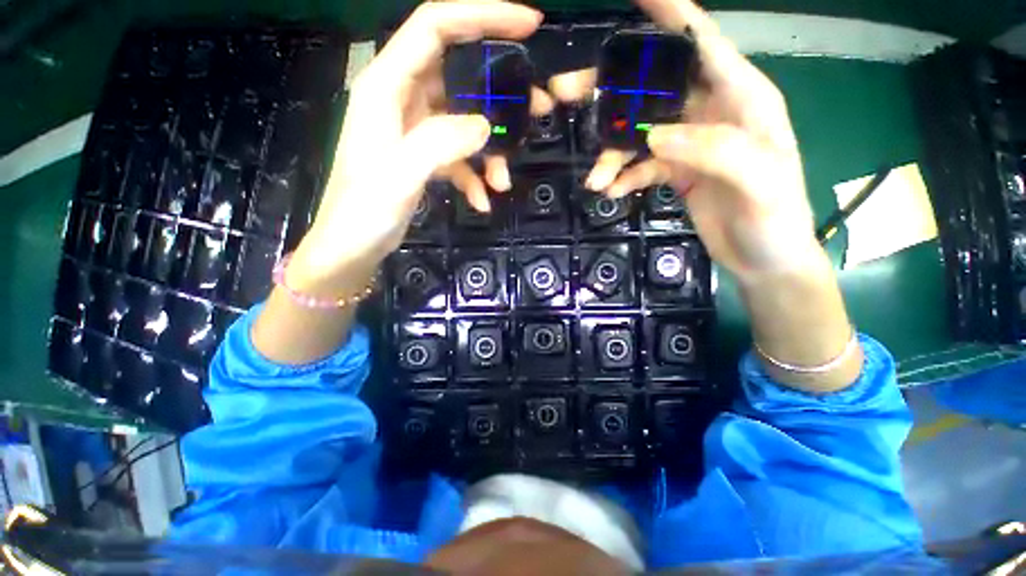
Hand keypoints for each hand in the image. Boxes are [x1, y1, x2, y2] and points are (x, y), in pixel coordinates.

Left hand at [252, 1, 542, 364]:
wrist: (351, 248)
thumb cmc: (363, 212)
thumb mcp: (400, 175)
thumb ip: (441, 143)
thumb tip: (483, 126)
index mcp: (387, 86)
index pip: (437, 27)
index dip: (482, 15)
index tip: (529, 26)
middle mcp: (402, 99)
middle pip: (460, 74)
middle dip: (501, 93)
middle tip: (537, 109)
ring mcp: (414, 130)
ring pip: (465, 121)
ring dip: (490, 150)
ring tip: (503, 182)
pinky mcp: (423, 156)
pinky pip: (458, 156)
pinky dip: (474, 176)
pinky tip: (482, 201)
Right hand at [573, 0, 818, 280]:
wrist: (764, 258)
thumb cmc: (775, 218)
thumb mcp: (759, 182)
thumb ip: (713, 150)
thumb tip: (656, 135)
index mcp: (742, 98)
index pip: (702, 41)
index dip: (669, 14)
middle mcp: (712, 111)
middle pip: (654, 86)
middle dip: (611, 89)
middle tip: (565, 92)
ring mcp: (690, 142)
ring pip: (639, 131)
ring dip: (612, 152)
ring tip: (594, 178)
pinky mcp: (677, 170)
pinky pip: (641, 165)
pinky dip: (623, 176)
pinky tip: (611, 191)